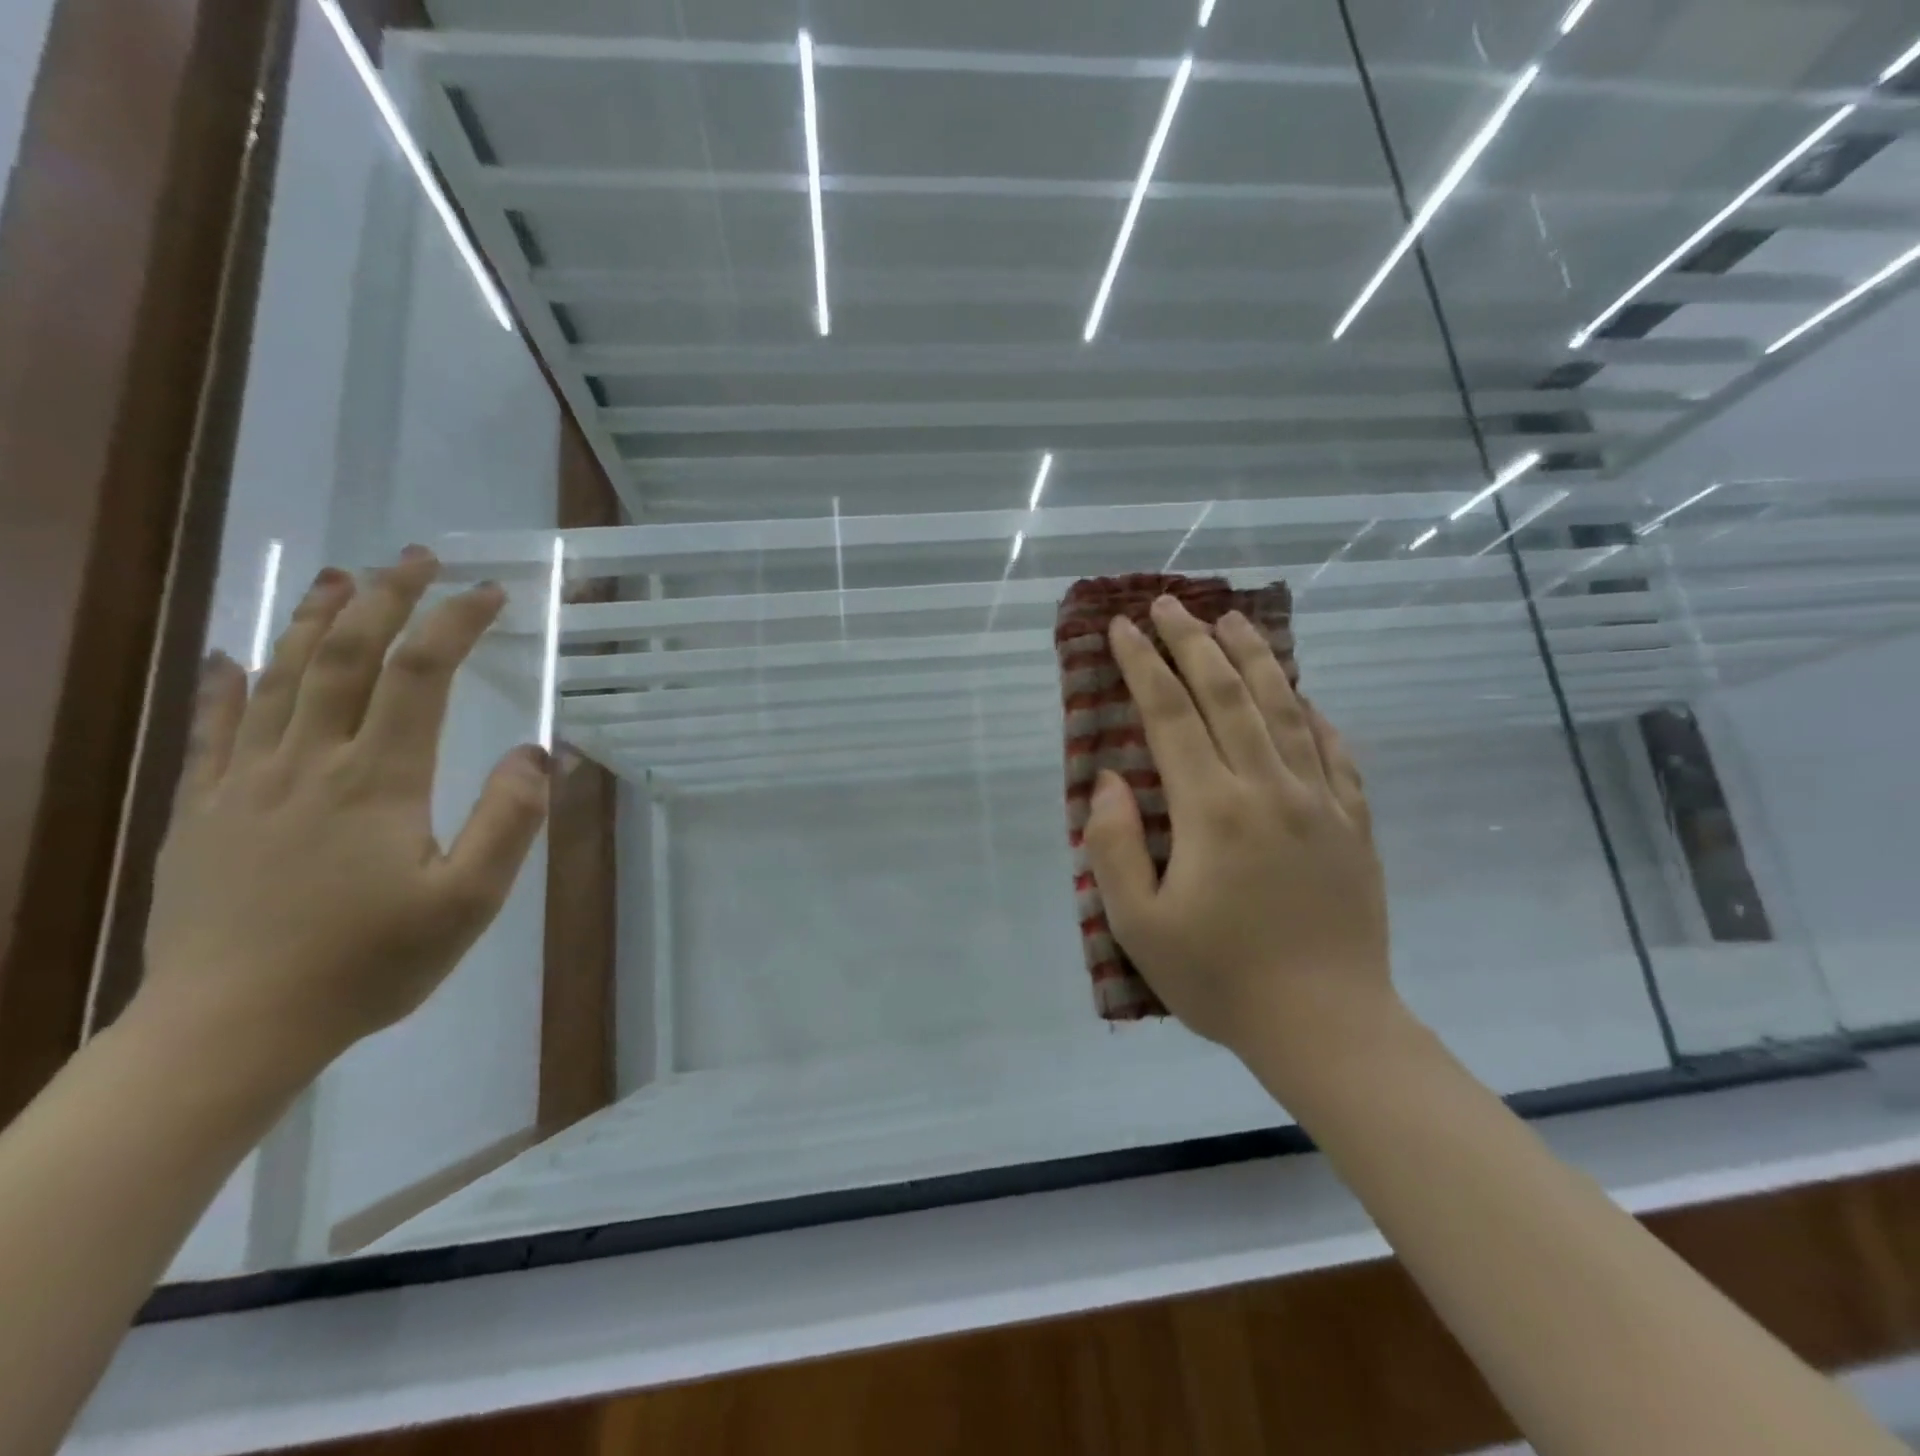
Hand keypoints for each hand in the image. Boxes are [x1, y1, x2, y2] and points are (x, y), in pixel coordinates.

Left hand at [137, 549, 550, 1071]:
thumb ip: (509, 821)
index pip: (420, 674)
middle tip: (416, 557)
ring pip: (279, 676)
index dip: (455, 623)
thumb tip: (537, 751)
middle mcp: (308, 761)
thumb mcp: (468, 902)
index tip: (490, 594)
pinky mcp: (202, 811)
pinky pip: (213, 729)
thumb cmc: (367, 964)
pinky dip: (227, 683)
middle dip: (385, 597)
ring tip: (340, 577)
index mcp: (378, 779)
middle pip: (346, 655)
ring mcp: (245, 782)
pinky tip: (234, 655)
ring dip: (314, 619)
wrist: (229, 1028)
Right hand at [1082, 596, 1393, 1064]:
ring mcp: (1319, 803)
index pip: (1170, 715)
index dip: (1142, 665)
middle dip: (1191, 644)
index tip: (1121, 628)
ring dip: (1255, 660)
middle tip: (1168, 605)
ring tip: (1232, 622)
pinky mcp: (1353, 825)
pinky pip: (1334, 754)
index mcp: (1212, 809)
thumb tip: (1111, 780)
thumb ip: (1114, 846)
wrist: (1327, 1027)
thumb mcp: (1138, 924)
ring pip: (1284, 711)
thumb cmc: (1221, 979)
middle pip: (1227, 696)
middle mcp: (1268, 788)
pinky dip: (1313, 716)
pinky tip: (1302, 698)